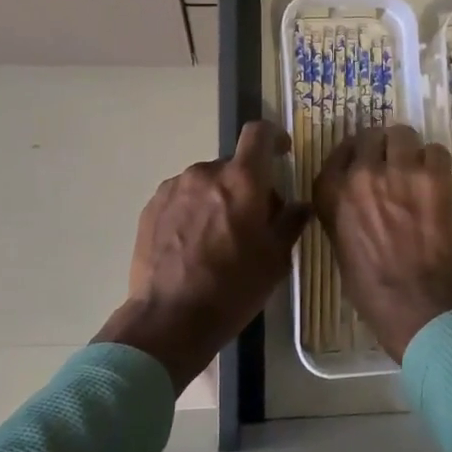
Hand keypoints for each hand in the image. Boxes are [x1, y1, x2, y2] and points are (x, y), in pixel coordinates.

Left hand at [96, 120, 308, 392]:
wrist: (169, 318)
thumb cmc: (232, 288)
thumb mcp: (275, 260)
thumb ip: (290, 223)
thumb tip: (299, 205)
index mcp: (242, 180)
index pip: (259, 134)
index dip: (274, 137)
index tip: (282, 153)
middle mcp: (205, 173)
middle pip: (233, 166)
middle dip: (247, 185)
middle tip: (252, 222)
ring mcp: (174, 188)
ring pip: (206, 183)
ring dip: (217, 198)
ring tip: (218, 238)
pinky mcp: (151, 207)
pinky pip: (182, 198)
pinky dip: (193, 211)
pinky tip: (193, 244)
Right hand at [313, 125, 451, 362]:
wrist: (415, 301)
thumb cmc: (370, 286)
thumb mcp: (338, 243)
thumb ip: (342, 210)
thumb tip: (356, 196)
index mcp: (331, 191)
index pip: (340, 151)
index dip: (355, 155)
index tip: (364, 162)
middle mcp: (361, 172)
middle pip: (371, 136)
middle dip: (381, 148)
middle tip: (392, 165)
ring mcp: (399, 170)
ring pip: (403, 134)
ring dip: (408, 149)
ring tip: (416, 169)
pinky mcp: (434, 175)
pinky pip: (436, 150)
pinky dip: (436, 162)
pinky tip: (436, 181)